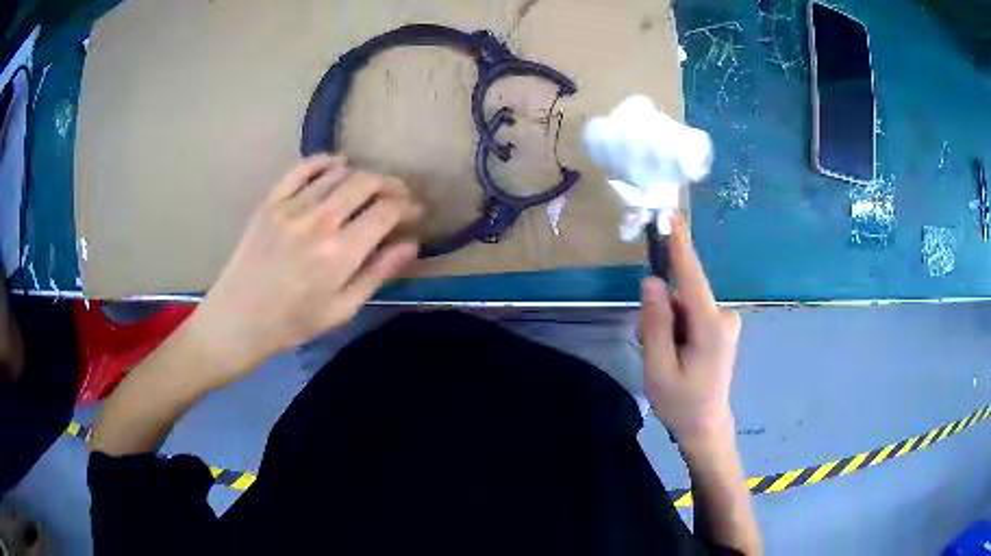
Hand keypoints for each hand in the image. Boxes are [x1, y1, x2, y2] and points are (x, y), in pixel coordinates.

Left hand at [191, 154, 421, 383]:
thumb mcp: (342, 309)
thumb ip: (377, 273)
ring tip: (370, 187)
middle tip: (398, 195)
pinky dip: (324, 161)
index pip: (385, 212)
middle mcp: (318, 221)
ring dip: (361, 175)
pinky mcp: (270, 201)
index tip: (415, 213)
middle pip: (365, 183)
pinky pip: (302, 168)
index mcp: (339, 253)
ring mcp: (291, 207)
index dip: (407, 207)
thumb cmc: (293, 322)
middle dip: (390, 185)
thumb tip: (411, 245)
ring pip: (338, 174)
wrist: (239, 319)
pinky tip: (337, 164)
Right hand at [639, 216, 740, 446]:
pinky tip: (676, 355)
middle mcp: (723, 316)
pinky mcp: (721, 327)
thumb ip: (655, 324)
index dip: (680, 246)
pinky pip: (690, 315)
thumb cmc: (681, 403)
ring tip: (666, 359)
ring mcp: (725, 322)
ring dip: (668, 325)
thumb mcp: (658, 369)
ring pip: (684, 307)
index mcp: (710, 327)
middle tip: (654, 352)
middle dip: (661, 315)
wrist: (706, 426)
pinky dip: (676, 329)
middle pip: (682, 296)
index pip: (692, 277)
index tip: (671, 216)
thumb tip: (652, 282)